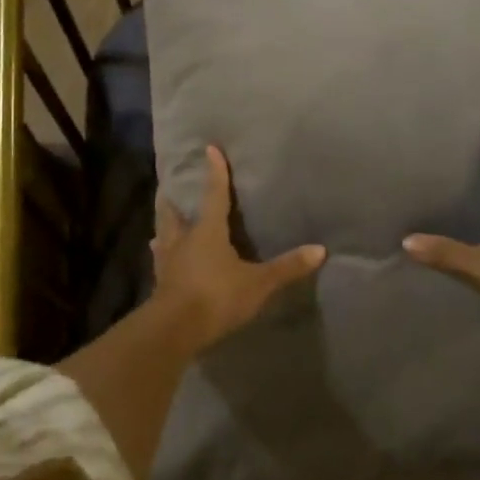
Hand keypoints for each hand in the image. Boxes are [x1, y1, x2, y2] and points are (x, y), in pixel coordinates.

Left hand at [152, 145, 325, 350]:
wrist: (174, 330)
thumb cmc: (217, 296)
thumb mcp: (258, 283)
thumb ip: (287, 267)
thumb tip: (320, 249)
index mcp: (207, 231)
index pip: (214, 195)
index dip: (215, 172)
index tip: (210, 149)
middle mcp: (183, 240)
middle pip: (174, 213)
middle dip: (173, 199)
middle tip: (169, 188)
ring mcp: (168, 262)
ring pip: (162, 235)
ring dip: (163, 226)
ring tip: (162, 220)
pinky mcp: (160, 284)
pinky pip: (160, 261)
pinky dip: (161, 254)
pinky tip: (160, 257)